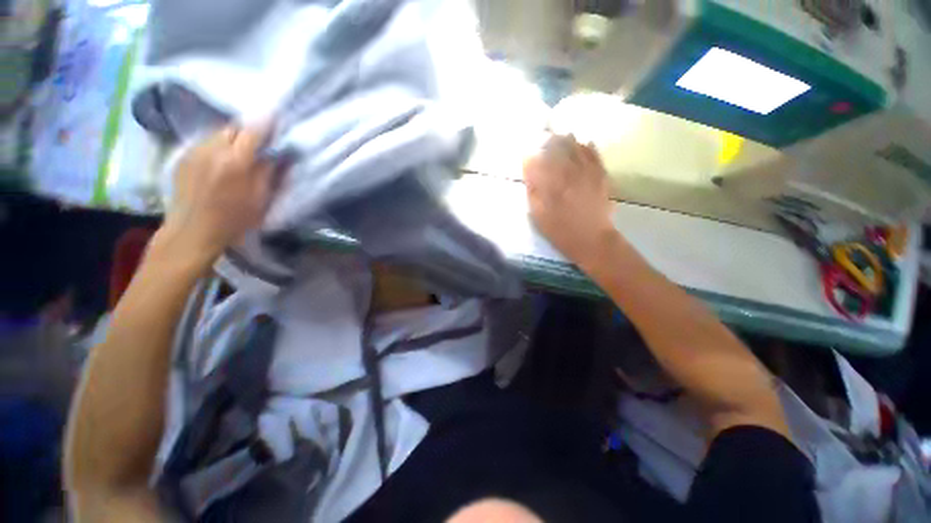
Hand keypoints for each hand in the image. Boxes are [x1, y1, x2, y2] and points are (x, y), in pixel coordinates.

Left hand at [157, 123, 274, 267]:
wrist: (192, 231)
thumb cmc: (234, 219)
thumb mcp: (260, 199)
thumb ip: (270, 173)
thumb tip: (280, 154)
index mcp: (235, 162)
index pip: (253, 131)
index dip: (266, 123)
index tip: (277, 118)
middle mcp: (212, 149)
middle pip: (233, 127)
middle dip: (248, 130)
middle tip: (260, 139)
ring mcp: (194, 151)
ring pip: (218, 132)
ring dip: (232, 137)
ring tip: (240, 149)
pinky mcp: (183, 156)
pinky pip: (205, 141)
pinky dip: (218, 144)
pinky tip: (221, 159)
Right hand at [523, 134, 616, 264]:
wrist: (591, 239)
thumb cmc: (560, 231)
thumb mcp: (538, 216)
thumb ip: (533, 192)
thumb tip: (529, 172)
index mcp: (551, 184)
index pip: (537, 162)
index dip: (530, 156)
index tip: (526, 155)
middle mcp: (568, 173)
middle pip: (557, 148)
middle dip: (548, 142)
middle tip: (542, 138)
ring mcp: (587, 172)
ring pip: (576, 147)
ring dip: (566, 139)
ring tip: (560, 135)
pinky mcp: (600, 175)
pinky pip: (594, 154)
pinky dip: (587, 146)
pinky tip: (584, 142)